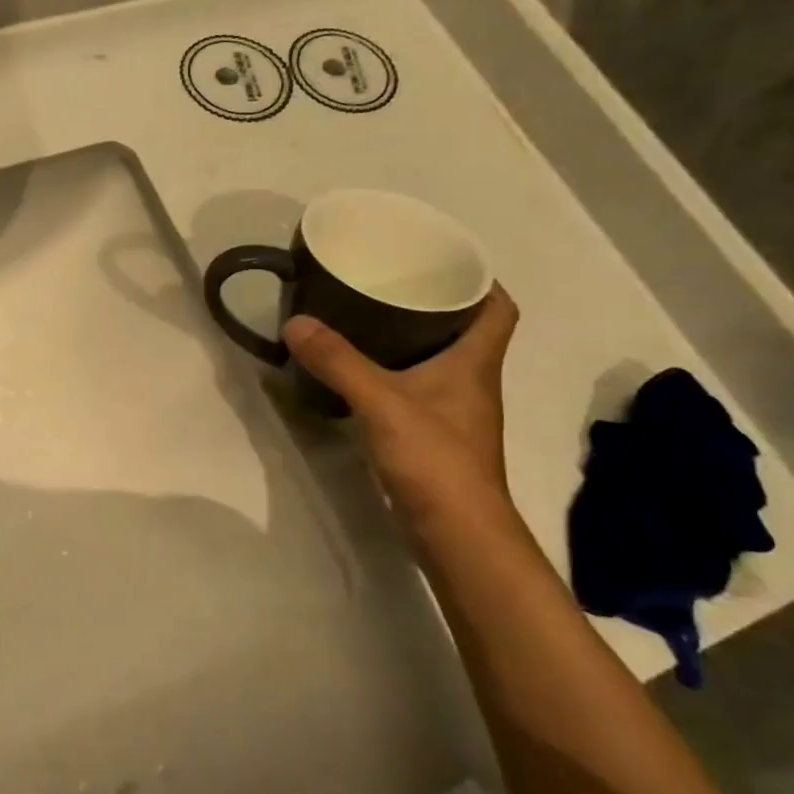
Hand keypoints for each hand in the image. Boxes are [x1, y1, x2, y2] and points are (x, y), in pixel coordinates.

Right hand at [283, 285, 519, 531]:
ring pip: (439, 360)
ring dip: (412, 338)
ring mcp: (455, 412)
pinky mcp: (435, 436)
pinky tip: (362, 373)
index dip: (480, 280)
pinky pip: (418, 388)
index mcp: (475, 362)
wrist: (456, 533)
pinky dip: (396, 373)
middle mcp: (473, 381)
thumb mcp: (381, 401)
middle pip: (465, 329)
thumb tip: (295, 322)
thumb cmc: (434, 458)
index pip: (498, 308)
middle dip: (433, 303)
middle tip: (389, 282)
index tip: (441, 259)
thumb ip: (337, 361)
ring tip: (367, 318)